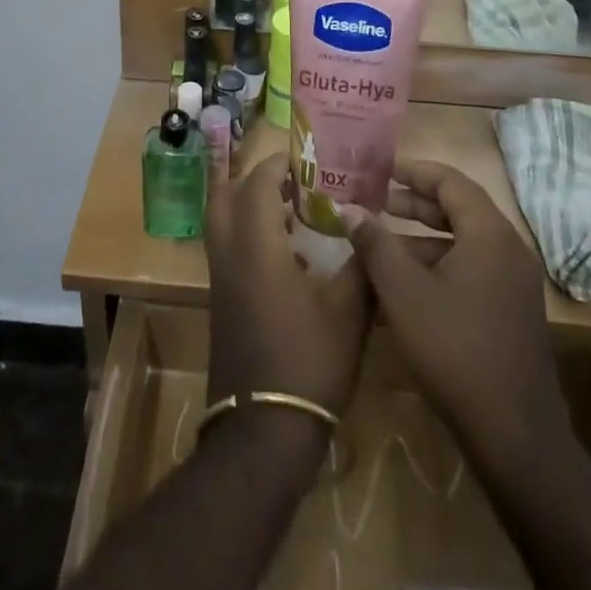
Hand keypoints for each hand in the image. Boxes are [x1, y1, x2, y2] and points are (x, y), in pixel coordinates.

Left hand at [206, 154, 369, 466]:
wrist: (264, 431)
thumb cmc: (309, 362)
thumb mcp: (349, 312)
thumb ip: (361, 264)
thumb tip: (370, 228)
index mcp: (257, 246)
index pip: (257, 184)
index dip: (277, 164)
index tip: (304, 158)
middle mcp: (230, 254)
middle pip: (223, 195)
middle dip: (251, 178)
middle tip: (288, 178)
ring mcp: (221, 280)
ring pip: (221, 222)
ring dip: (248, 205)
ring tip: (290, 209)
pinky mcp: (222, 302)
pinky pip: (227, 248)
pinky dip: (248, 235)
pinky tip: (287, 255)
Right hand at [339, 159, 571, 477]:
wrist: (514, 437)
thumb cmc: (454, 349)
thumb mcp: (403, 292)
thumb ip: (374, 243)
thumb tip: (348, 208)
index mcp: (489, 234)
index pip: (450, 182)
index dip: (413, 171)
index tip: (379, 170)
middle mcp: (508, 250)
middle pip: (458, 209)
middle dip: (413, 205)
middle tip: (376, 203)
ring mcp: (513, 284)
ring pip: (462, 244)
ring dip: (421, 241)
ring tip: (380, 246)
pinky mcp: (511, 312)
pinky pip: (470, 272)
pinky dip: (437, 268)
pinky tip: (403, 288)